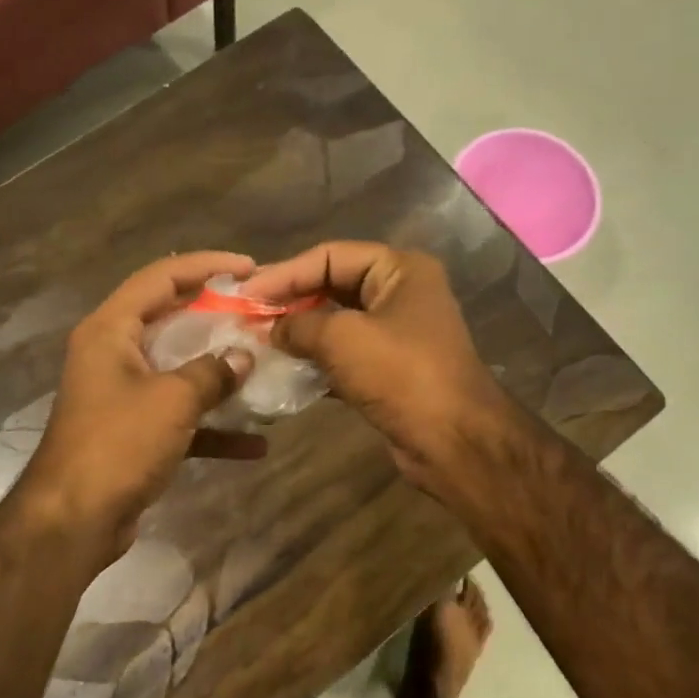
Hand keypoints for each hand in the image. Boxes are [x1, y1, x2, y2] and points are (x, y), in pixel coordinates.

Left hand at [20, 252, 265, 554]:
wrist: (74, 520)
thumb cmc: (118, 444)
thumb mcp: (172, 400)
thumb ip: (212, 372)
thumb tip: (243, 356)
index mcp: (110, 330)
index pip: (160, 277)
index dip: (205, 266)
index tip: (248, 267)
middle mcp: (112, 354)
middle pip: (170, 320)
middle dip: (217, 318)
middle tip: (259, 314)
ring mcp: (122, 395)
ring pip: (178, 370)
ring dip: (219, 373)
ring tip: (263, 368)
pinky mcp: (133, 432)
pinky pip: (179, 417)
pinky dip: (212, 426)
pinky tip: (255, 443)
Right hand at [244, 243, 513, 495]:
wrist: (453, 441)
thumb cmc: (401, 374)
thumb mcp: (342, 339)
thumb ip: (298, 325)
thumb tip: (270, 329)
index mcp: (400, 270)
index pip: (330, 255)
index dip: (285, 272)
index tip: (245, 292)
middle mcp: (401, 294)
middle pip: (333, 286)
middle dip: (290, 301)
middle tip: (247, 314)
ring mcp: (397, 334)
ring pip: (336, 323)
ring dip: (299, 332)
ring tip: (258, 341)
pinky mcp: (389, 370)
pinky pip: (344, 355)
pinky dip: (315, 360)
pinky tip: (283, 369)